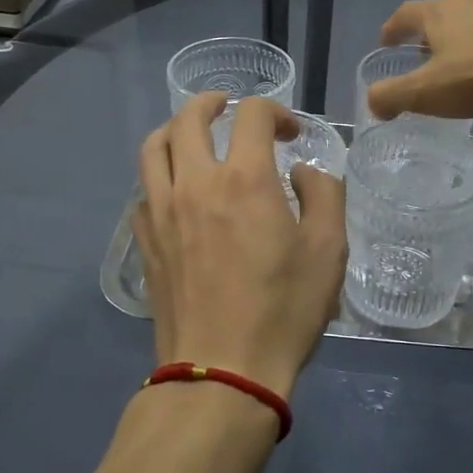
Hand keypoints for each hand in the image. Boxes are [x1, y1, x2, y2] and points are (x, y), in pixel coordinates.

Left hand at [133, 93, 347, 398]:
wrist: (222, 370)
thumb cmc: (284, 310)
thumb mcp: (329, 251)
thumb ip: (323, 195)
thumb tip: (302, 173)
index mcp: (245, 179)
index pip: (252, 114)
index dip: (276, 110)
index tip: (291, 132)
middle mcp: (195, 182)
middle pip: (189, 116)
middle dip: (214, 102)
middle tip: (231, 109)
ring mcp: (161, 211)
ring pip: (154, 146)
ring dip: (177, 129)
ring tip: (195, 136)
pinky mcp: (145, 240)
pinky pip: (143, 188)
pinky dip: (161, 173)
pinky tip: (178, 190)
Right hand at [367, 0, 472, 121]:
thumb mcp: (425, 92)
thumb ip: (391, 96)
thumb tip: (374, 103)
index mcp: (438, 13)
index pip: (406, 14)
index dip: (392, 28)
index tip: (386, 42)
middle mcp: (469, 3)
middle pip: (440, 13)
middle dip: (428, 33)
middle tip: (422, 55)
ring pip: (472, 21)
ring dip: (460, 38)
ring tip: (459, 62)